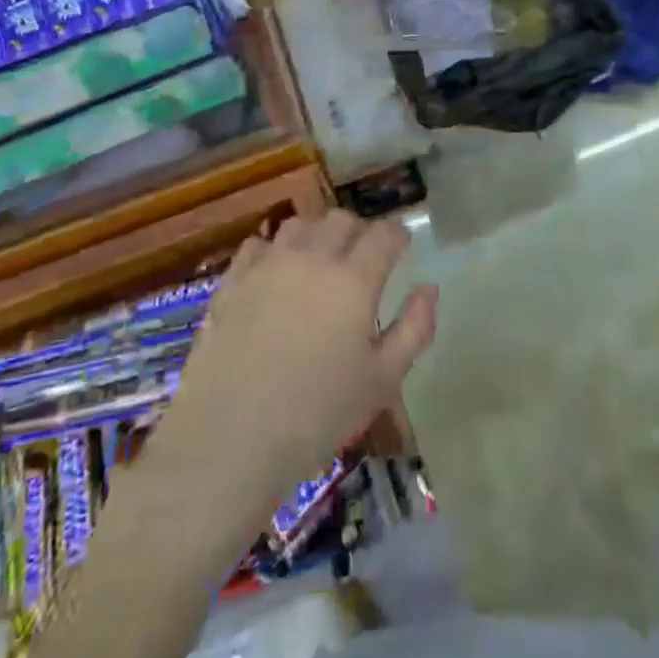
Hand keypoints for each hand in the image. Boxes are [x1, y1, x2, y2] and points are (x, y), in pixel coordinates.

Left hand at [147, 211, 438, 544]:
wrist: (229, 438)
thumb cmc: (317, 415)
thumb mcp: (383, 381)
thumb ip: (414, 329)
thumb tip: (429, 288)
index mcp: (354, 280)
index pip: (384, 234)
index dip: (398, 235)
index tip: (402, 246)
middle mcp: (312, 258)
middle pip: (342, 219)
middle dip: (360, 231)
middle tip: (364, 257)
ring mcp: (268, 265)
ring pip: (300, 224)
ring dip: (317, 234)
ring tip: (320, 261)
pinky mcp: (233, 280)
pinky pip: (258, 245)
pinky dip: (274, 251)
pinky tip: (275, 275)